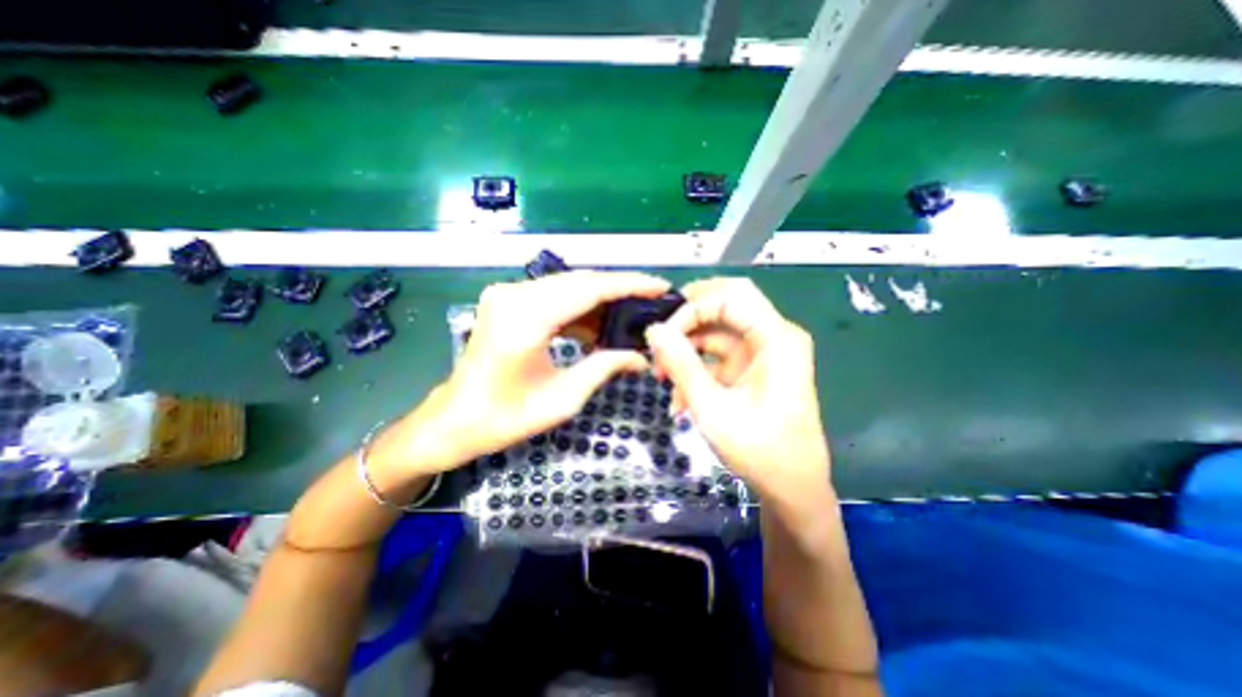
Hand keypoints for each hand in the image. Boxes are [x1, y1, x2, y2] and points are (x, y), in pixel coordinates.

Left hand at [391, 270, 675, 475]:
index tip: (660, 287)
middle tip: (651, 304)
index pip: (590, 289)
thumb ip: (605, 368)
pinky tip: (598, 327)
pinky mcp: (506, 301)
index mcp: (526, 319)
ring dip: (600, 301)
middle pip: (581, 282)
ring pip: (569, 287)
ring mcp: (507, 294)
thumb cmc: (505, 418)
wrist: (455, 420)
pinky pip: (553, 296)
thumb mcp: (563, 399)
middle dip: (620, 291)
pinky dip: (579, 308)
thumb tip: (642, 357)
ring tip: (630, 318)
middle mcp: (514, 295)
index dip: (630, 285)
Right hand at [639, 277, 832, 511]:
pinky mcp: (753, 368)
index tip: (663, 337)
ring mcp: (764, 352)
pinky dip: (698, 370)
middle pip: (727, 303)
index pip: (729, 297)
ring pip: (718, 331)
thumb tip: (653, 330)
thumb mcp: (712, 407)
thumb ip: (682, 364)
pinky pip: (719, 355)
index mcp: (777, 338)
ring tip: (663, 379)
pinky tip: (680, 399)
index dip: (691, 309)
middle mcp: (774, 336)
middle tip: (660, 335)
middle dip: (689, 318)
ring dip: (688, 350)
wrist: (792, 488)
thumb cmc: (759, 450)